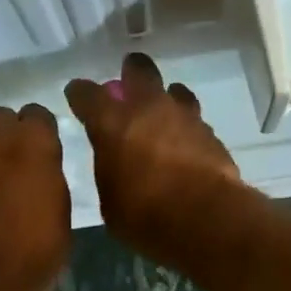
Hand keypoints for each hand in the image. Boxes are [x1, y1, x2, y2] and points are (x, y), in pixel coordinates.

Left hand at [0, 103, 71, 290]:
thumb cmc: (37, 250)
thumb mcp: (59, 207)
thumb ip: (47, 173)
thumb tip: (38, 166)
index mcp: (33, 142)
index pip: (37, 114)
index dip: (40, 132)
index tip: (43, 152)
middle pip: (1, 118)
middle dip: (8, 135)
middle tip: (15, 165)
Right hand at [64, 53, 244, 267]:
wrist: (206, 219)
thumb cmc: (145, 215)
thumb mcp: (111, 201)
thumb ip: (110, 171)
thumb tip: (115, 163)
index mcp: (112, 123)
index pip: (87, 94)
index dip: (80, 93)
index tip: (78, 95)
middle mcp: (149, 109)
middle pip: (140, 71)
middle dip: (132, 71)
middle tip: (128, 80)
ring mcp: (185, 118)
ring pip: (175, 92)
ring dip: (167, 99)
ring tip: (164, 115)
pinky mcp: (212, 135)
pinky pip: (195, 122)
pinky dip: (187, 130)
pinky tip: (186, 145)